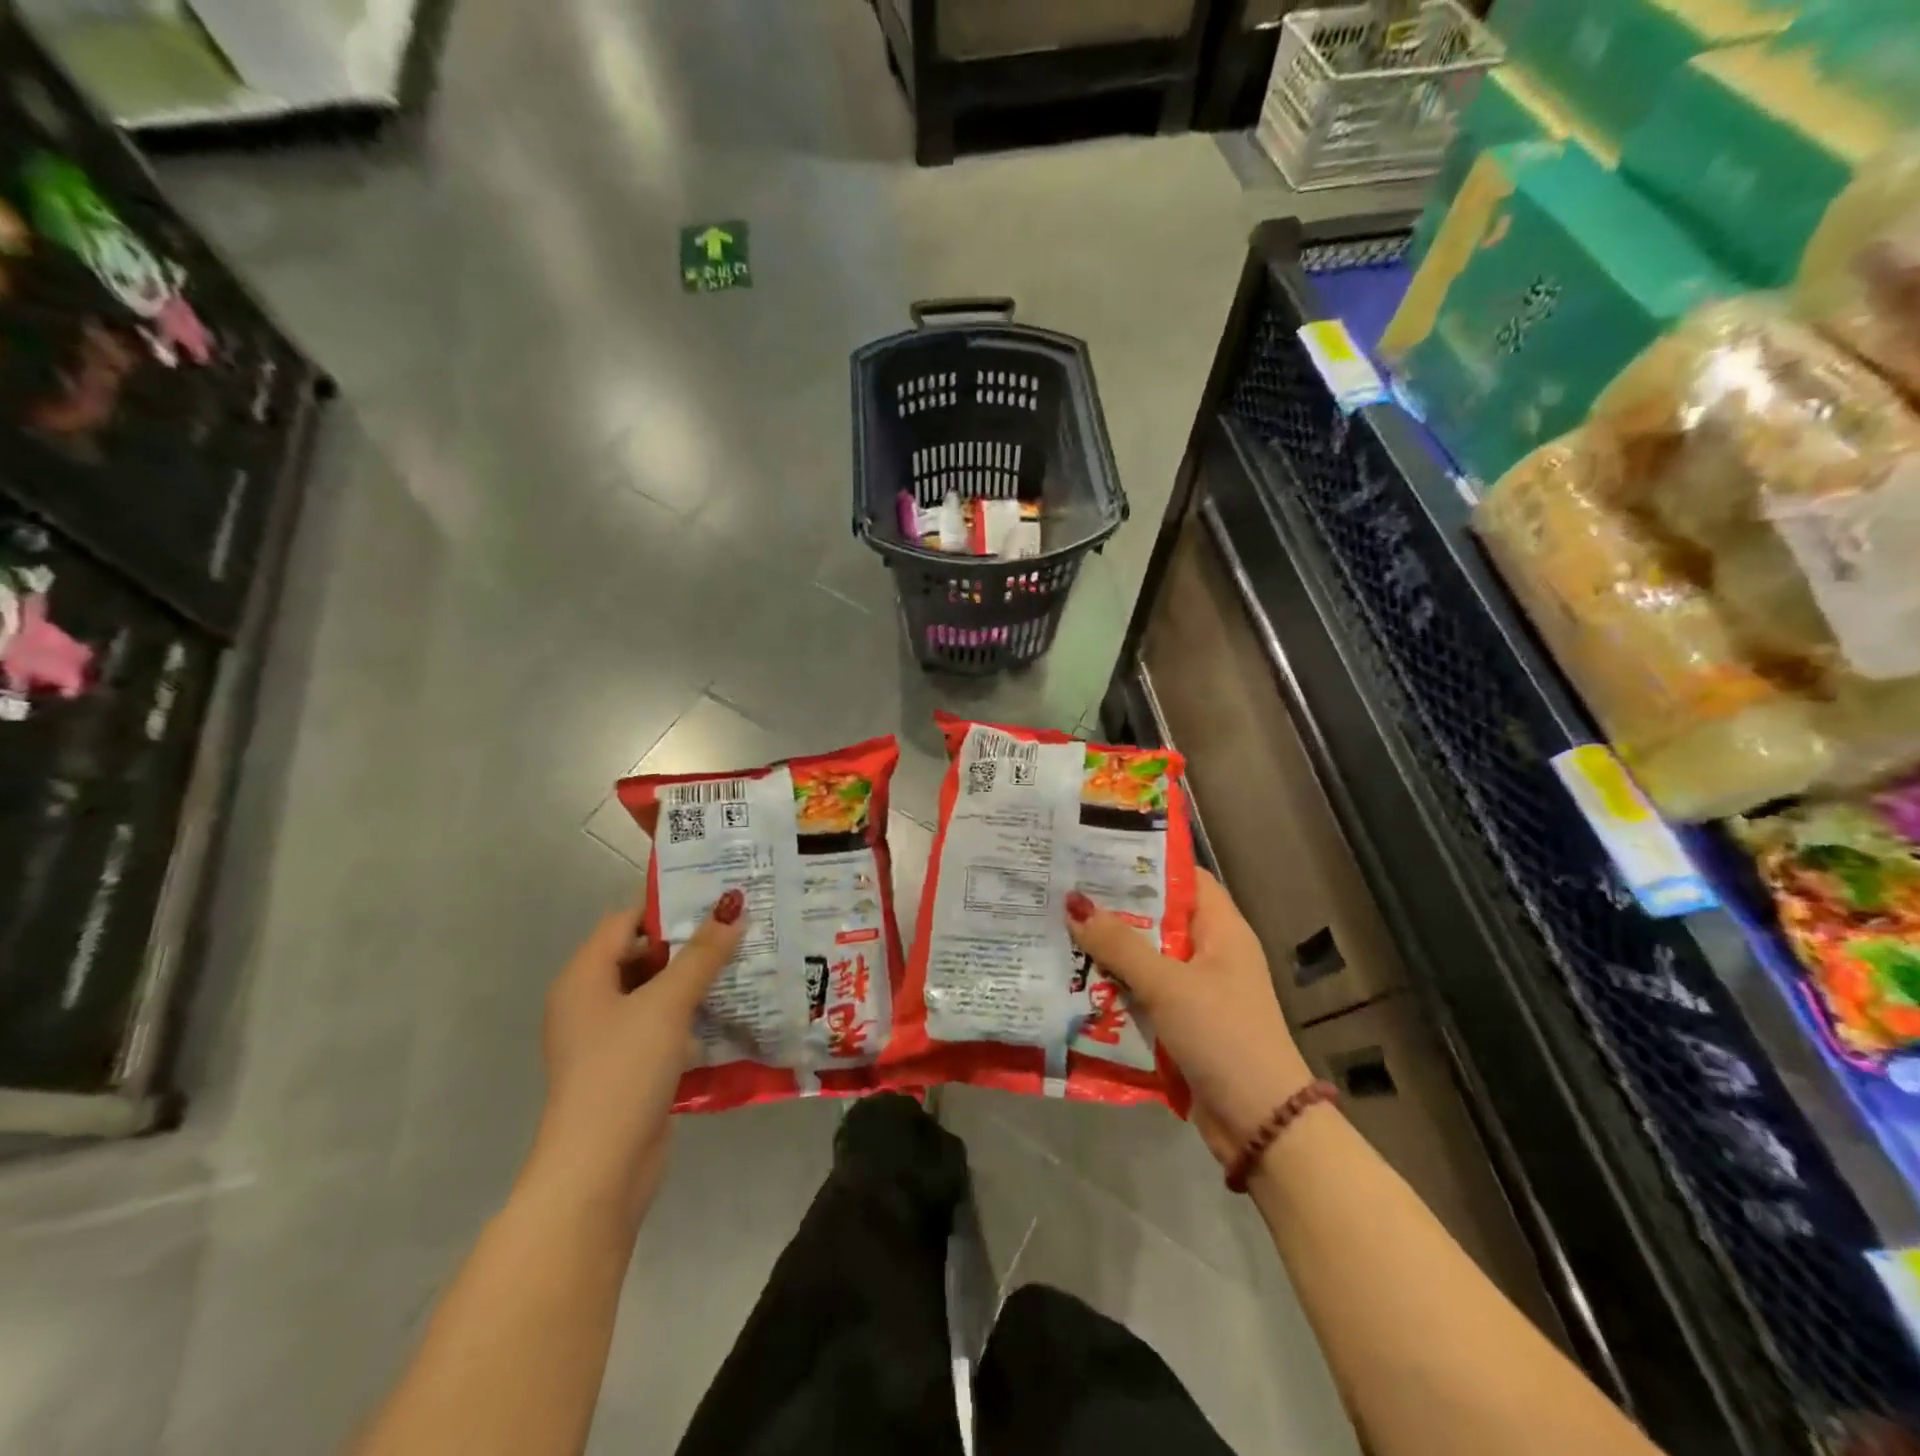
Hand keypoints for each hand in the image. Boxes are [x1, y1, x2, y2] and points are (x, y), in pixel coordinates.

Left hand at [525, 889, 745, 1226]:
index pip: (626, 922)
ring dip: (696, 981)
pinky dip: (693, 1016)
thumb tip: (732, 908)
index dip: (668, 907)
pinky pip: (664, 1027)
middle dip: (690, 944)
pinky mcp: (630, 1068)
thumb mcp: (666, 1004)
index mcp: (584, 978)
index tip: (716, 899)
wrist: (600, 1170)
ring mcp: (610, 1039)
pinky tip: (732, 1011)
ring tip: (746, 962)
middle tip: (740, 927)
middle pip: (644, 956)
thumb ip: (702, 955)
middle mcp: (591, 1003)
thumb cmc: (624, 1071)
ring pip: (657, 994)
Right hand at [1066, 870, 1311, 1165]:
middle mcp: (1210, 952)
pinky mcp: (1183, 1022)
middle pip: (1157, 917)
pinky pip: (1143, 992)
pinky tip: (1073, 979)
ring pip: (1145, 956)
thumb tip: (1074, 902)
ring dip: (1108, 949)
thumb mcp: (1168, 984)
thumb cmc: (1222, 1036)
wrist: (1260, 1124)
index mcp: (1221, 929)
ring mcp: (1196, 989)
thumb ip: (1120, 944)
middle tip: (1062, 889)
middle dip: (1114, 907)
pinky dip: (1115, 986)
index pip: (1183, 876)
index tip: (1096, 853)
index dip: (1144, 862)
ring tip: (1057, 927)